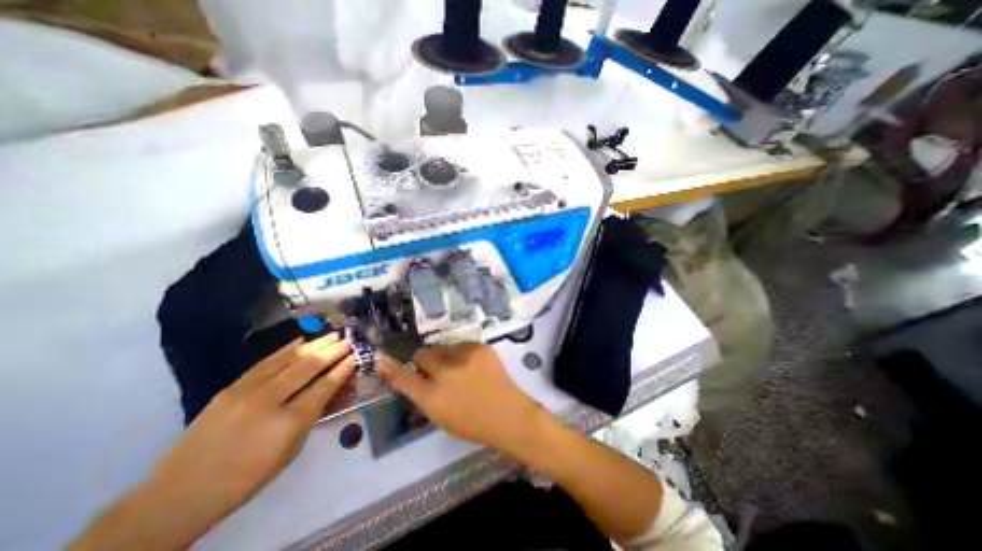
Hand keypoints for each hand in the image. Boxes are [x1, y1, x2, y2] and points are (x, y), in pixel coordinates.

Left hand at [71, 333, 358, 550]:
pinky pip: (266, 362)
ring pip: (288, 359)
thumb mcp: (291, 449)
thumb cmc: (248, 476)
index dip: (342, 369)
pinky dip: (287, 349)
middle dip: (332, 351)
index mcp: (289, 422)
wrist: (181, 493)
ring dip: (314, 344)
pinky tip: (301, 340)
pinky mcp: (231, 387)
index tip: (355, 356)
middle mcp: (269, 401)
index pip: (324, 386)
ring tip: (332, 334)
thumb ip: (312, 415)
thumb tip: (330, 389)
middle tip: (348, 340)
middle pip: (308, 367)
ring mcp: (247, 391)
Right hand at [377, 343, 543, 453]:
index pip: (405, 379)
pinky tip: (473, 366)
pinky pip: (460, 345)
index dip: (391, 369)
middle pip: (423, 355)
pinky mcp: (480, 347)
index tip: (381, 360)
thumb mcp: (441, 417)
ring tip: (459, 369)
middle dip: (425, 362)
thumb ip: (424, 395)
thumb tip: (411, 377)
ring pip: (442, 347)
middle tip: (437, 371)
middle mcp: (446, 373)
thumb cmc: (473, 423)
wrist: (508, 413)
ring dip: (444, 356)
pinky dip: (461, 354)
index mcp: (433, 398)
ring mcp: (465, 356)